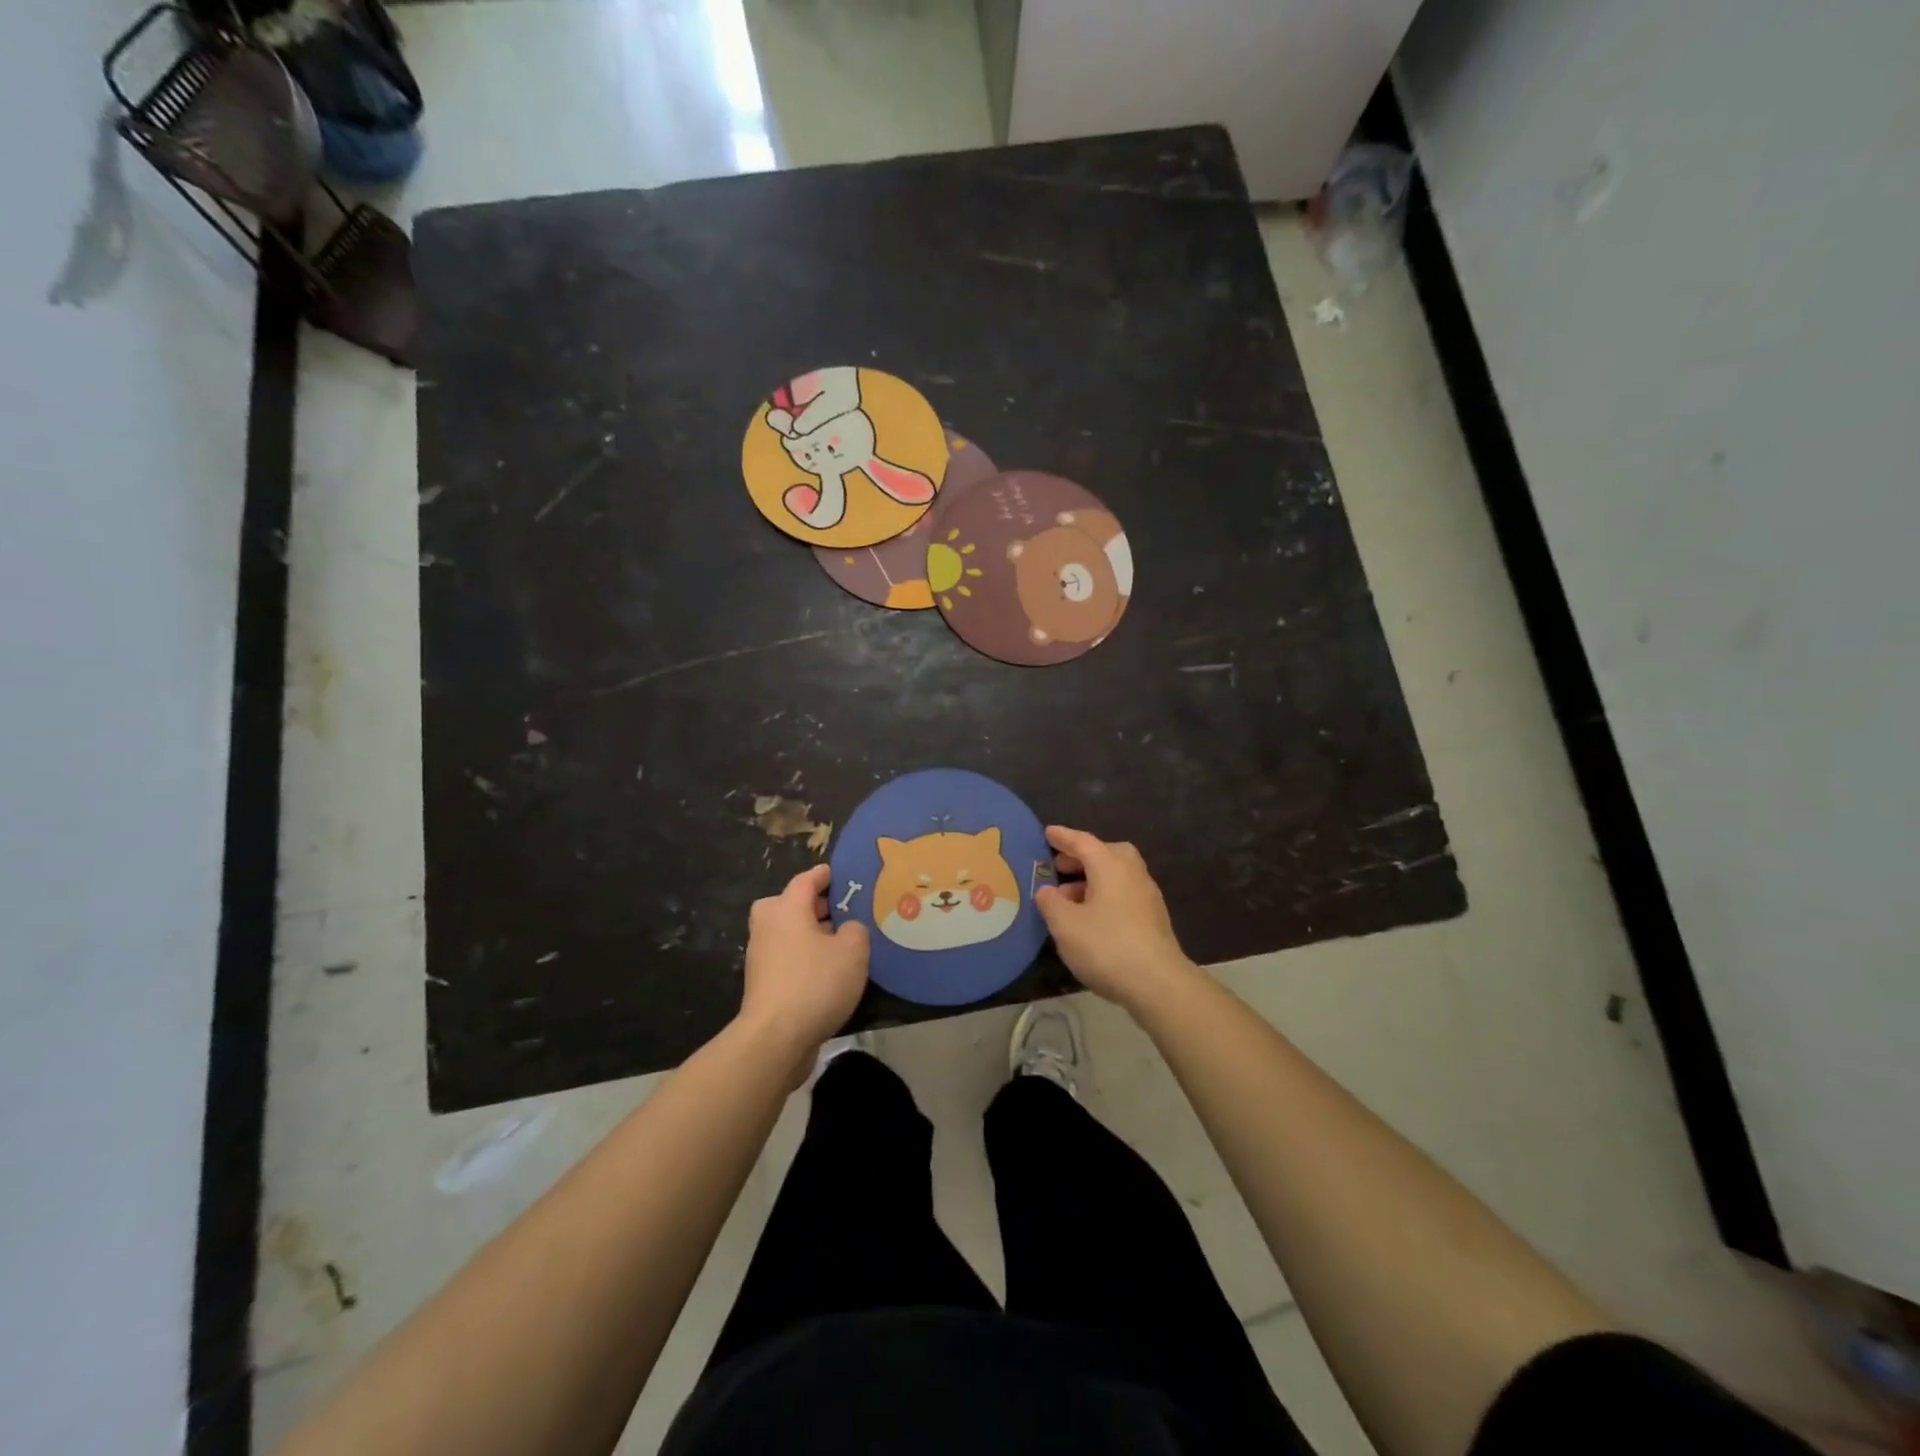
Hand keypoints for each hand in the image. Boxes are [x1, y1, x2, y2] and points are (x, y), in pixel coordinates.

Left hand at [739, 864, 869, 1074]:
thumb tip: (847, 930)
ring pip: (785, 933)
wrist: (775, 1039)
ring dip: (807, 933)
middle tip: (837, 910)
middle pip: (786, 904)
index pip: (805, 880)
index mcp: (786, 909)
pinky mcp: (762, 984)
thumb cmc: (815, 983)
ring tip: (838, 943)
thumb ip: (855, 930)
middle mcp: (768, 927)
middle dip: (810, 905)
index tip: (837, 873)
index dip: (823, 875)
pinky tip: (826, 972)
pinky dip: (802, 957)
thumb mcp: (853, 951)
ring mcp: (761, 957)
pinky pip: (785, 958)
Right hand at [1035, 827, 1198, 1011]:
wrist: (1158, 983)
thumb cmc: (1106, 945)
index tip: (1047, 832)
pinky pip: (1123, 893)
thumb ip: (1050, 902)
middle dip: (1080, 858)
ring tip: (1068, 899)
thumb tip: (1047, 890)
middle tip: (1059, 867)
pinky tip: (1090, 918)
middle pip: (1105, 854)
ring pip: (1115, 875)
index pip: (1082, 841)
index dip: (1062, 837)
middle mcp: (1131, 872)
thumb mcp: (1065, 925)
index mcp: (1110, 865)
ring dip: (1091, 880)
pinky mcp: (1153, 917)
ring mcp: (1146, 895)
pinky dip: (1104, 896)